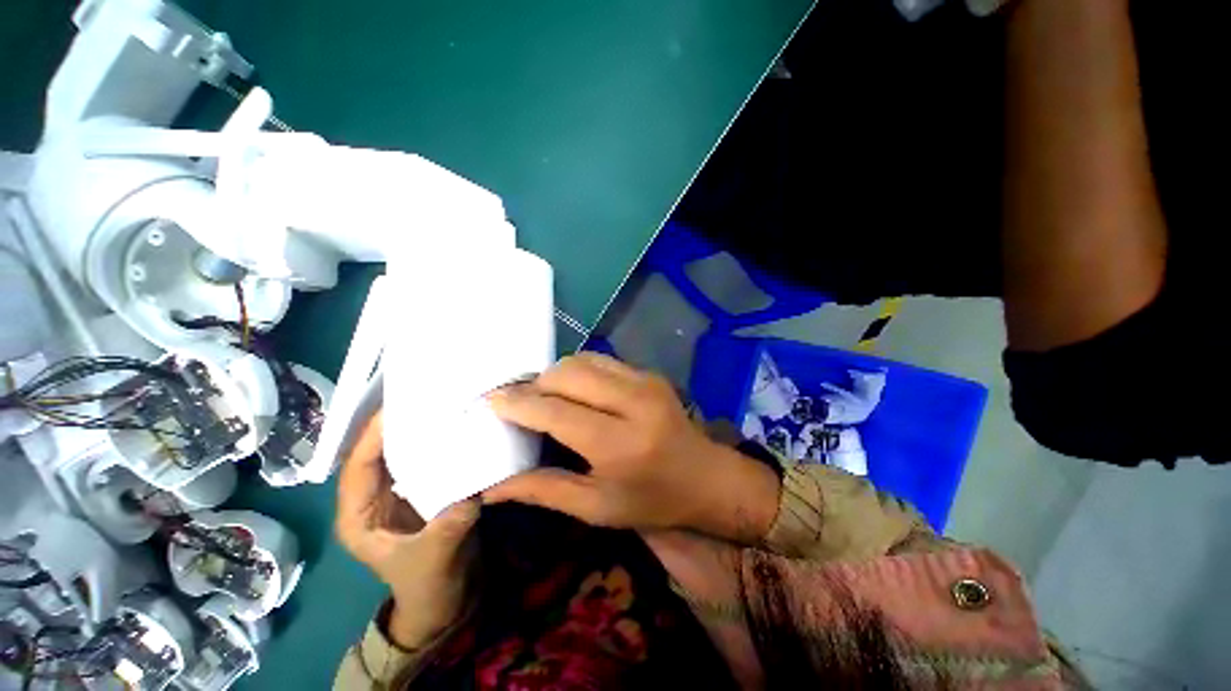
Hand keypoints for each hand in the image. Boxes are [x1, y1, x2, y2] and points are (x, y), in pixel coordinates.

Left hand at [336, 412, 479, 648]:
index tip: (396, 408)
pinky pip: (426, 460)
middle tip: (423, 396)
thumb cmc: (427, 585)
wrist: (445, 598)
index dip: (371, 437)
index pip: (357, 468)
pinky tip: (456, 429)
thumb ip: (448, 527)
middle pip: (378, 453)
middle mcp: (374, 499)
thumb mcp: (433, 559)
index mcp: (359, 516)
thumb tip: (471, 492)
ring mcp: (400, 493)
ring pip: (402, 453)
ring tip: (440, 404)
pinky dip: (437, 444)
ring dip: (418, 431)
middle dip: (396, 425)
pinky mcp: (424, 490)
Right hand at [484, 354, 780, 543]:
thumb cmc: (652, 500)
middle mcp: (632, 402)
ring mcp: (644, 381)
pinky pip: (602, 359)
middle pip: (567, 374)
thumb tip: (491, 487)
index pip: (556, 412)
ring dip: (557, 374)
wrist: (707, 477)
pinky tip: (576, 390)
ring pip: (583, 360)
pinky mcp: (649, 373)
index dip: (518, 403)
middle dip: (535, 384)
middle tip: (521, 403)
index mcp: (619, 443)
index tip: (491, 400)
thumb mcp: (598, 508)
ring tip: (546, 396)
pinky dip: (580, 370)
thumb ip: (545, 490)